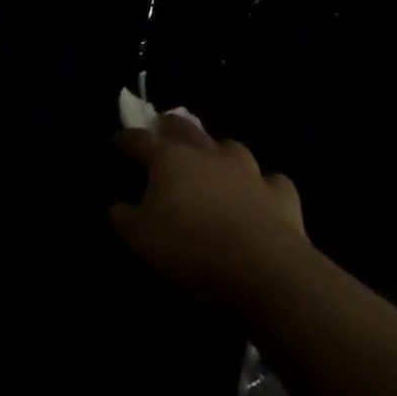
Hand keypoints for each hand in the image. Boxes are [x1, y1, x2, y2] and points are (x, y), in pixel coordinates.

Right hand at [110, 115, 306, 309]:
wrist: (264, 269)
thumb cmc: (191, 247)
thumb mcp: (141, 238)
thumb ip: (124, 218)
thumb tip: (117, 207)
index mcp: (169, 159)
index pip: (139, 140)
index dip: (124, 139)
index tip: (115, 142)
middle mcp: (207, 154)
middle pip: (184, 128)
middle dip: (170, 126)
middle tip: (163, 130)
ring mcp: (248, 171)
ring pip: (231, 147)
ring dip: (220, 151)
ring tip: (214, 159)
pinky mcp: (281, 196)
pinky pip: (272, 181)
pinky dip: (265, 185)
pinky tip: (262, 193)